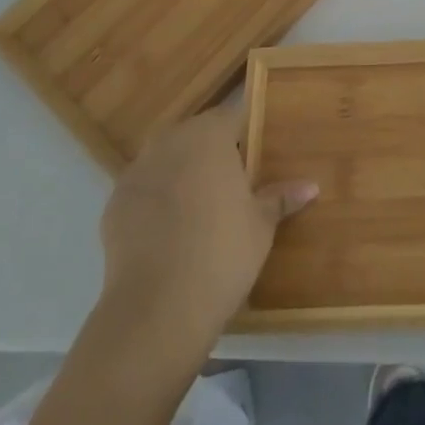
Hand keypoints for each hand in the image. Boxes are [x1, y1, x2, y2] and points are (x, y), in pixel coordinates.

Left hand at [99, 104, 317, 340]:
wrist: (156, 308)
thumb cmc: (222, 253)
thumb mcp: (261, 225)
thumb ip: (280, 198)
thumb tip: (310, 186)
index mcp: (209, 136)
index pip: (231, 116)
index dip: (244, 131)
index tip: (256, 150)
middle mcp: (170, 143)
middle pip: (194, 134)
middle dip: (210, 150)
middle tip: (232, 180)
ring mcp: (136, 172)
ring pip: (165, 160)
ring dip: (180, 173)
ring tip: (199, 206)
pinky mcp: (113, 205)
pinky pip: (142, 191)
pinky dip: (155, 201)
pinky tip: (169, 231)